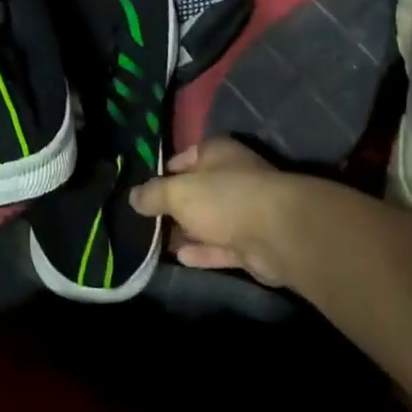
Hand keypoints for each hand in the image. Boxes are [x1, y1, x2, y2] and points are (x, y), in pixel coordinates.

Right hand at [129, 138, 303, 287]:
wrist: (278, 234)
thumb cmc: (224, 198)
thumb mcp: (178, 192)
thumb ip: (153, 194)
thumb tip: (132, 196)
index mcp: (217, 153)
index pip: (184, 158)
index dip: (163, 172)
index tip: (142, 189)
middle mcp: (233, 177)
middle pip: (197, 190)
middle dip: (174, 206)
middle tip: (145, 220)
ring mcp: (245, 211)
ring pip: (209, 221)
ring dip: (187, 232)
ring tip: (156, 242)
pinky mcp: (253, 244)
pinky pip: (221, 246)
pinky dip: (202, 252)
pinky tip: (179, 258)